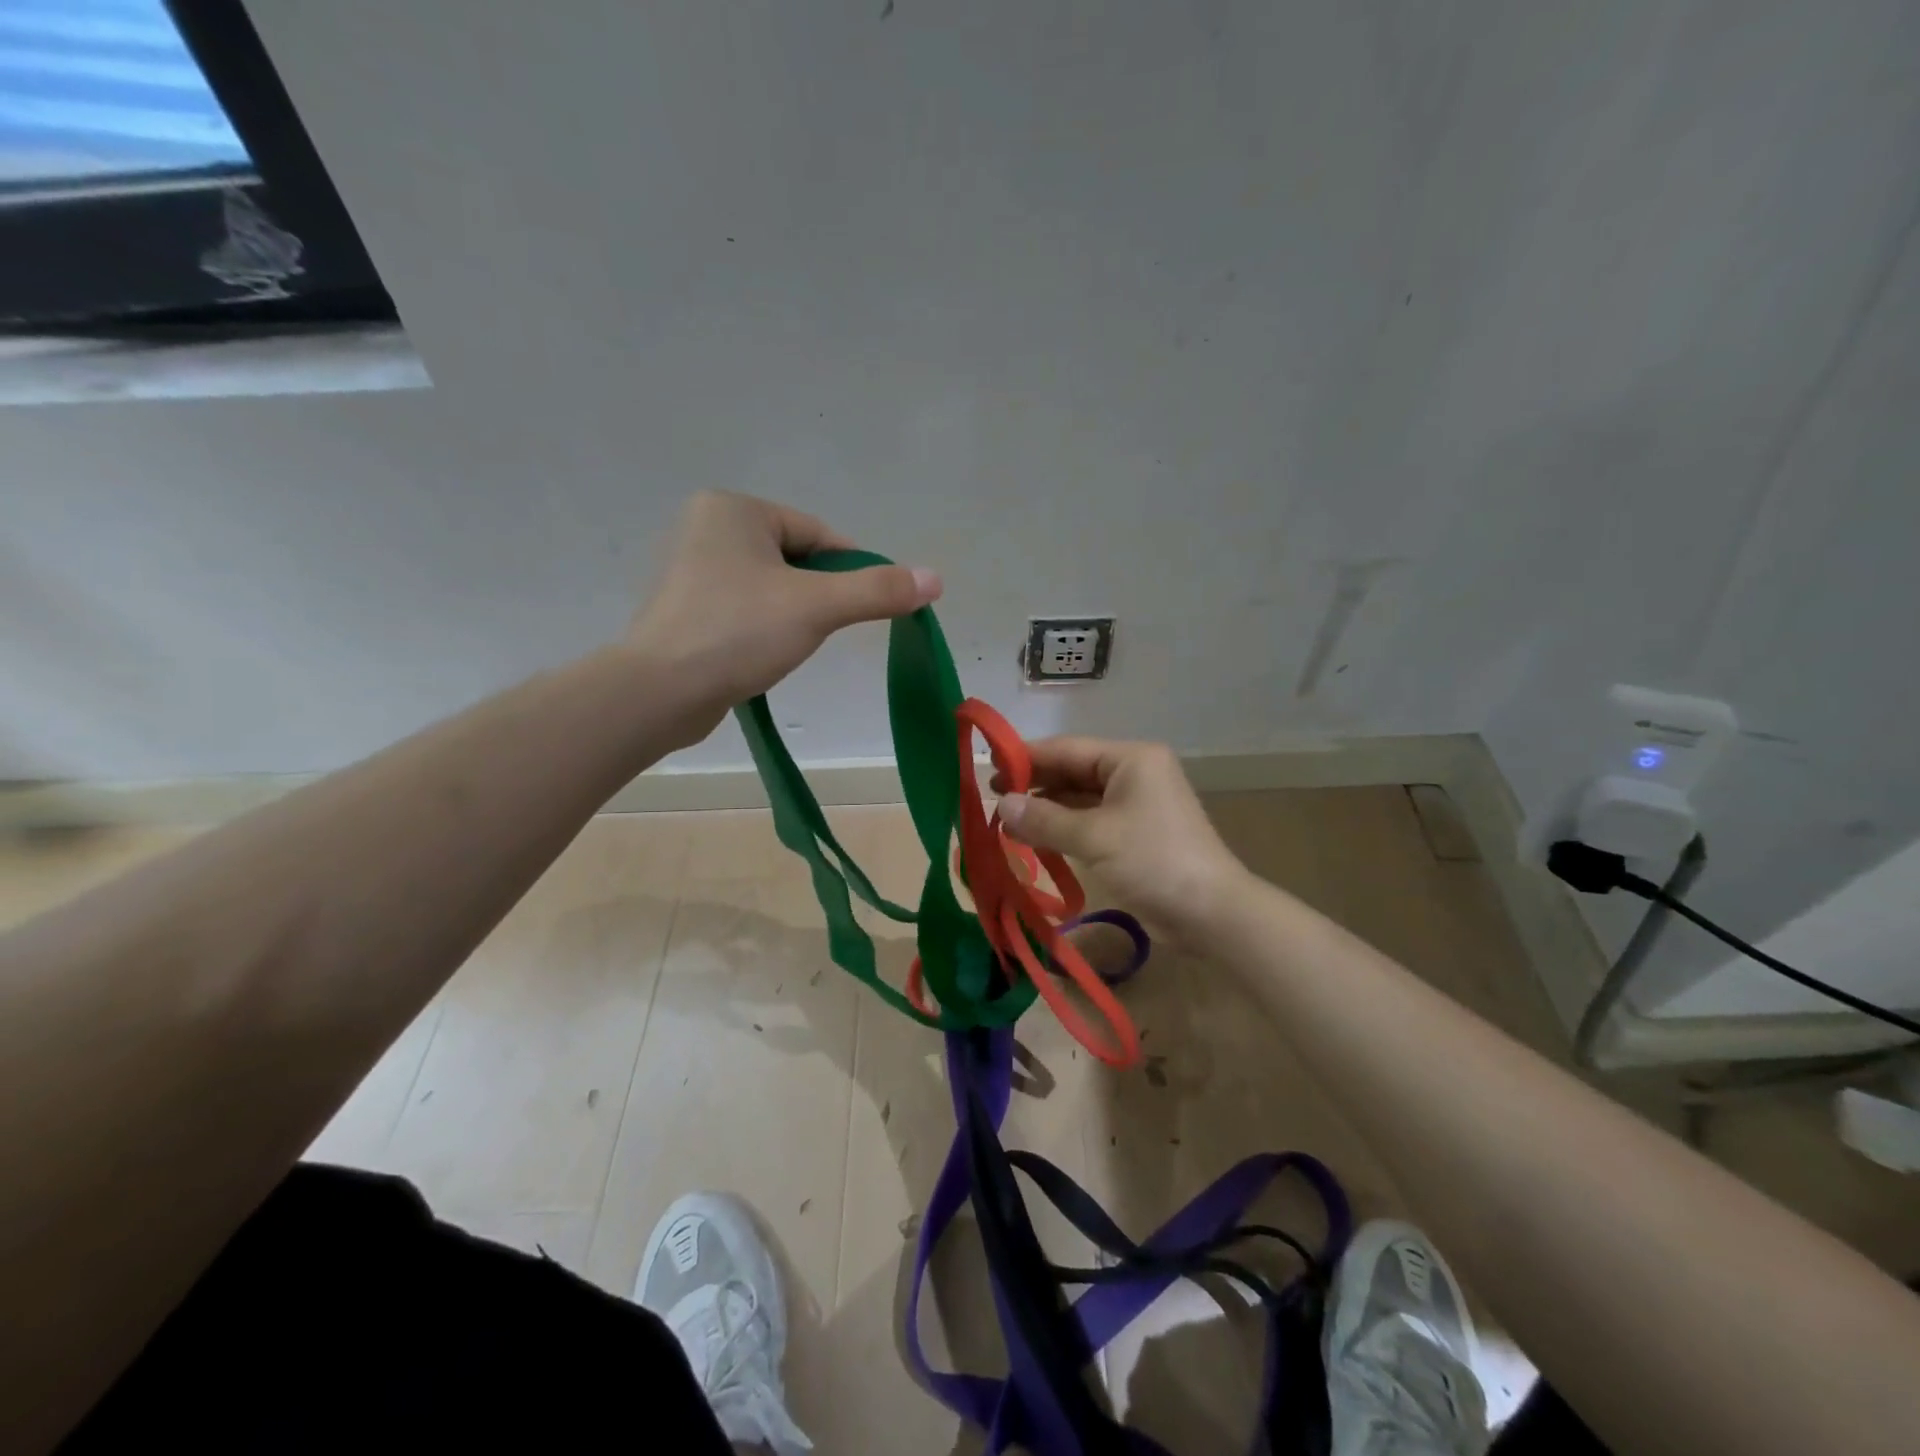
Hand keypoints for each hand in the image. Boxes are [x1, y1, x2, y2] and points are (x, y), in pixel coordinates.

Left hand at [628, 491, 940, 743]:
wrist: (658, 691)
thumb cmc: (737, 632)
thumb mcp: (817, 606)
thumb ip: (877, 590)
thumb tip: (936, 578)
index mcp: (733, 509)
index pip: (817, 534)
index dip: (851, 571)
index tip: (869, 607)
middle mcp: (706, 527)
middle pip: (795, 559)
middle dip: (818, 596)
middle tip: (820, 630)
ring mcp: (689, 568)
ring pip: (770, 586)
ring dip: (792, 614)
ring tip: (787, 646)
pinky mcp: (682, 608)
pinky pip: (743, 608)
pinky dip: (762, 627)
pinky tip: (761, 654)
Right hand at [995, 738, 1250, 935]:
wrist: (1211, 913)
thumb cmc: (1154, 861)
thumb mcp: (1094, 837)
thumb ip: (1044, 818)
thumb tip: (1001, 804)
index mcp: (1131, 759)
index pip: (1067, 749)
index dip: (1026, 757)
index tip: (988, 767)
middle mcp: (1134, 773)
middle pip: (1072, 771)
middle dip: (1034, 784)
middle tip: (991, 796)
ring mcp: (1136, 804)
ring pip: (1079, 798)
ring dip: (1045, 809)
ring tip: (1005, 820)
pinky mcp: (1134, 833)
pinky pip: (1090, 821)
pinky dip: (1063, 827)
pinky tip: (1033, 837)